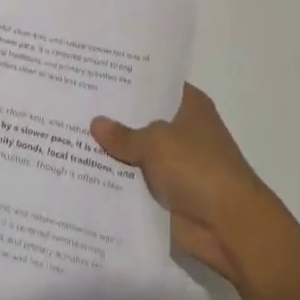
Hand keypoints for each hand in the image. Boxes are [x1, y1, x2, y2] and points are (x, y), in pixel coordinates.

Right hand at [91, 84, 285, 286]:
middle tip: (74, 102)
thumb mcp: (155, 142)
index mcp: (190, 106)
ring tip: (69, 134)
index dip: (128, 80)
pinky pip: (136, 181)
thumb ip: (123, 134)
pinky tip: (82, 169)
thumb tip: (95, 123)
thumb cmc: (198, 168)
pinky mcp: (168, 193)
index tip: (96, 72)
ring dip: (112, 151)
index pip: (155, 84)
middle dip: (113, 116)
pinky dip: (117, 180)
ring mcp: (176, 163)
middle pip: (142, 118)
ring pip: (137, 152)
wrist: (230, 227)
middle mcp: (184, 130)